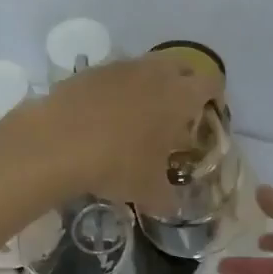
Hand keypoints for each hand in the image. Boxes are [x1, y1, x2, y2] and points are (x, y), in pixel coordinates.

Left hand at [18, 51, 223, 214]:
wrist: (56, 142)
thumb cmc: (118, 164)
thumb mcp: (149, 191)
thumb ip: (167, 198)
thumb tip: (172, 207)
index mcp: (181, 96)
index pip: (212, 83)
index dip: (215, 98)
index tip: (209, 116)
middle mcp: (156, 73)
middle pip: (182, 66)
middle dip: (185, 85)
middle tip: (179, 114)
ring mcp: (121, 67)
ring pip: (147, 67)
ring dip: (150, 85)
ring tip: (141, 116)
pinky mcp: (90, 71)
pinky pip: (115, 76)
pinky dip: (118, 91)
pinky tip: (106, 117)